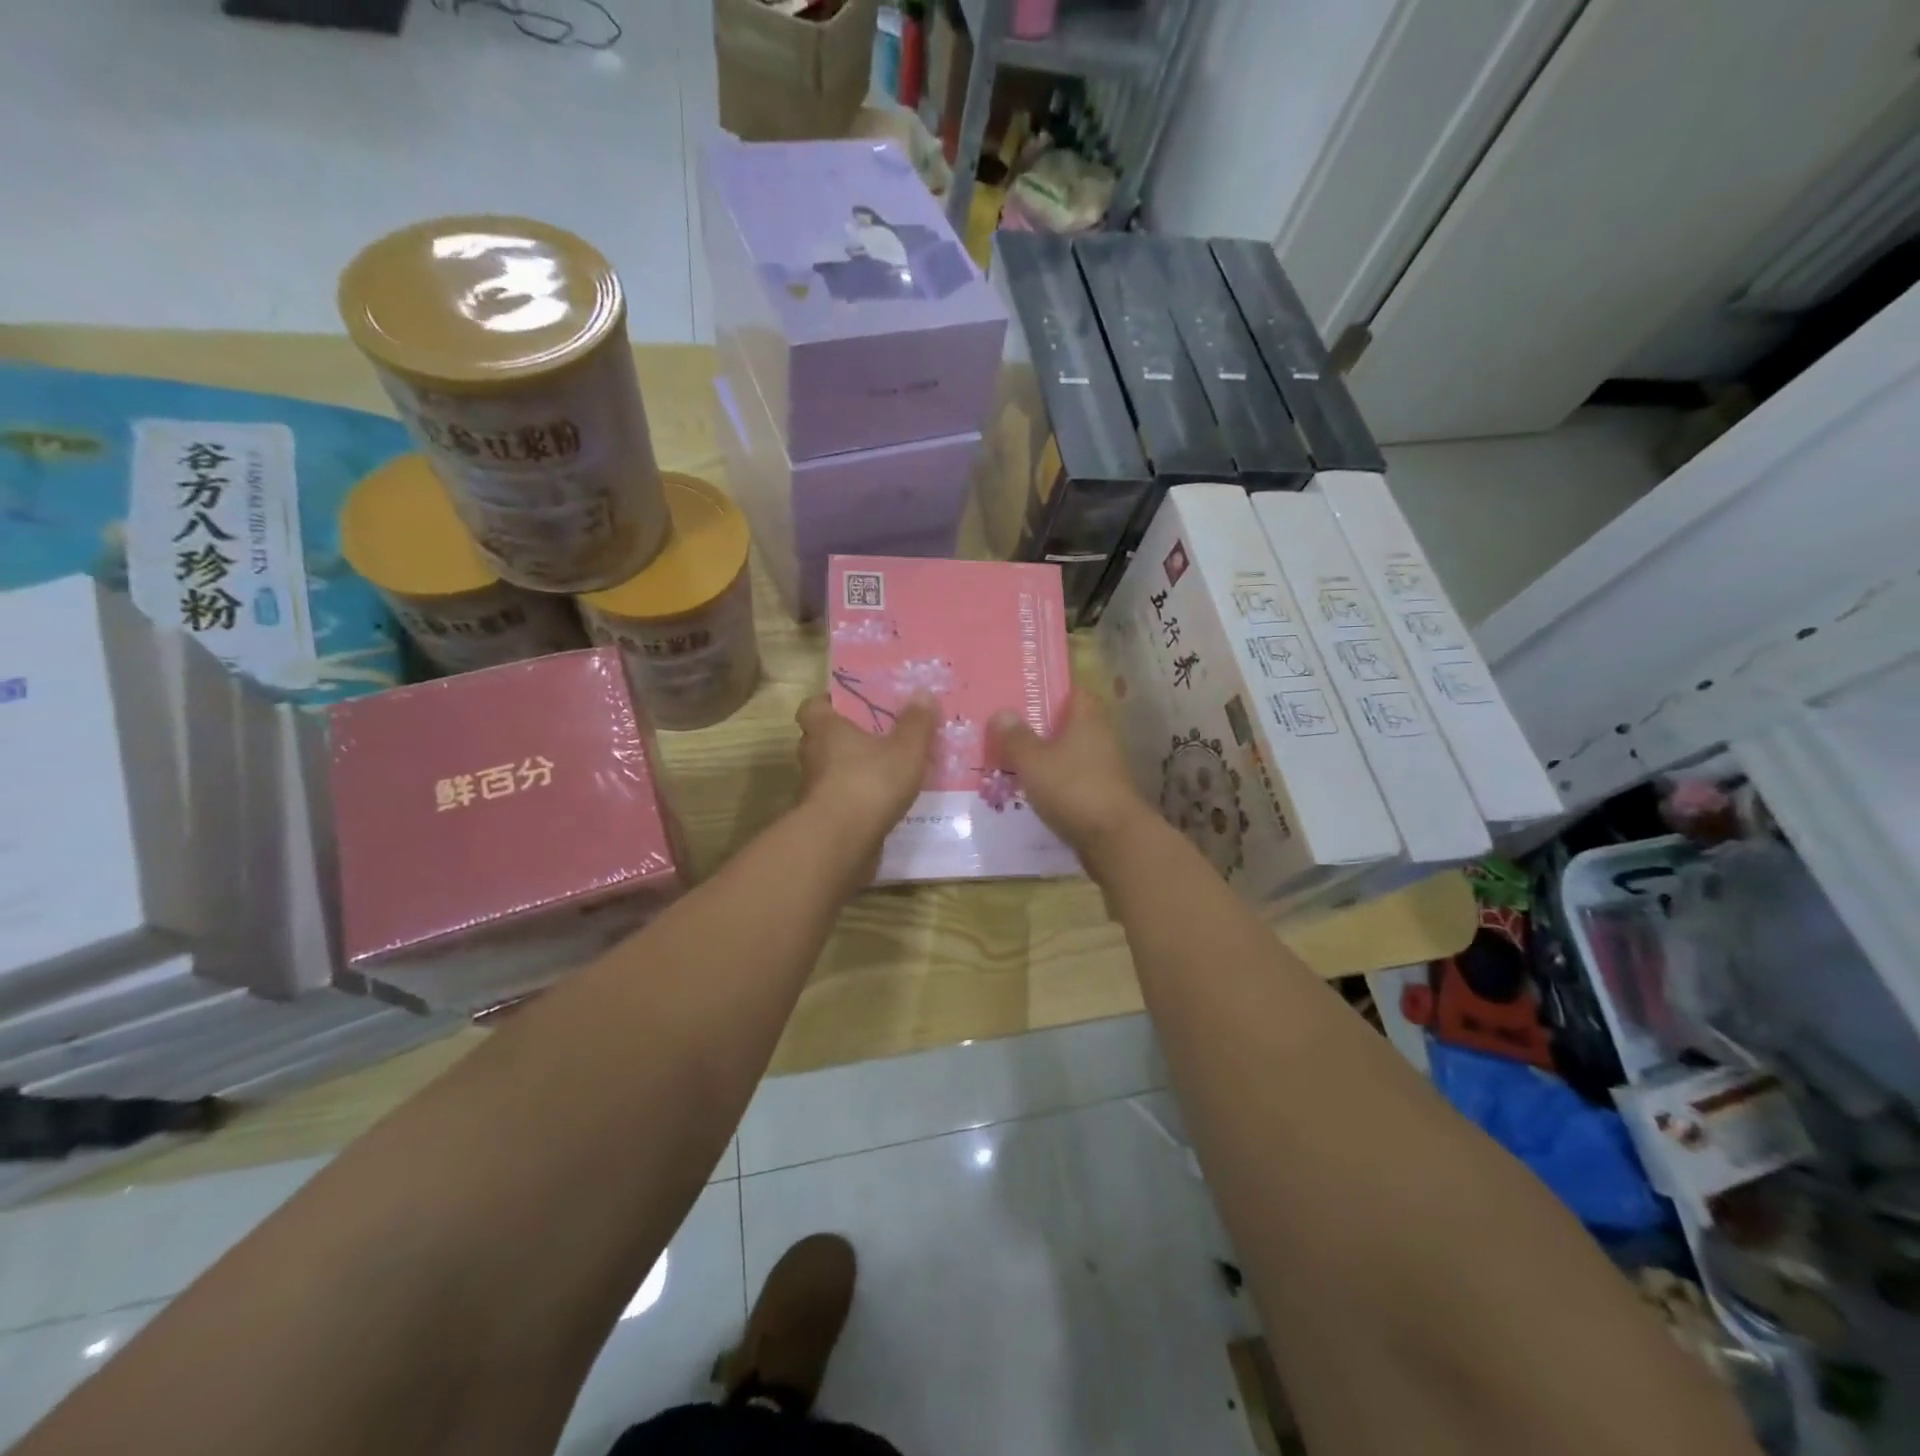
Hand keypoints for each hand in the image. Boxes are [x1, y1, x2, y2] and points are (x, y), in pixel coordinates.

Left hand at [794, 691, 937, 865]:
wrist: (841, 842)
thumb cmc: (870, 782)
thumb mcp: (906, 749)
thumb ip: (916, 723)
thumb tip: (923, 693)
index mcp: (826, 729)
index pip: (813, 707)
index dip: (828, 704)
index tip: (851, 706)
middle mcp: (813, 756)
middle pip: (821, 739)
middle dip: (845, 738)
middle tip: (875, 738)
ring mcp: (814, 790)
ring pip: (830, 772)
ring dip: (850, 772)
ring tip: (885, 773)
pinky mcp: (822, 819)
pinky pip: (839, 801)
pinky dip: (855, 801)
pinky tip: (882, 805)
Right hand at [989, 688, 1152, 860]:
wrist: (1115, 840)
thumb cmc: (1074, 789)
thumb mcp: (1034, 761)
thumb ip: (1016, 737)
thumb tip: (1002, 712)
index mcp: (1088, 716)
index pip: (1070, 689)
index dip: (1047, 688)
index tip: (1019, 692)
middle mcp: (1100, 736)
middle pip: (1066, 722)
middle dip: (1037, 725)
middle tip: (1003, 728)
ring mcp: (1103, 766)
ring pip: (1066, 752)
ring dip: (1042, 756)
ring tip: (1007, 759)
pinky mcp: (1100, 794)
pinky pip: (1069, 778)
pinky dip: (1051, 781)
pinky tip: (1027, 789)